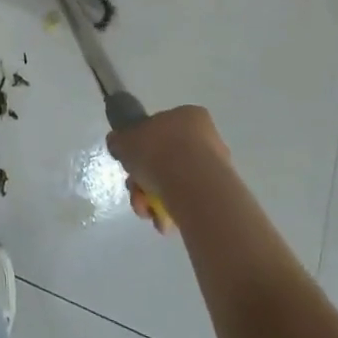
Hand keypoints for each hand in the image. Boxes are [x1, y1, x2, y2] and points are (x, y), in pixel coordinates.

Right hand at [107, 106, 232, 229]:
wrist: (194, 188)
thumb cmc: (158, 152)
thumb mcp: (125, 139)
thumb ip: (120, 140)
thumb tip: (117, 142)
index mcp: (188, 116)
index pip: (161, 128)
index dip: (142, 146)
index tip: (132, 161)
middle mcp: (207, 138)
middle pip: (166, 159)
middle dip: (146, 179)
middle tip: (135, 190)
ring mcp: (216, 168)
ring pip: (176, 182)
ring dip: (155, 198)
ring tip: (147, 211)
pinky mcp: (220, 196)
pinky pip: (189, 201)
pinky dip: (173, 211)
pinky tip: (163, 221)